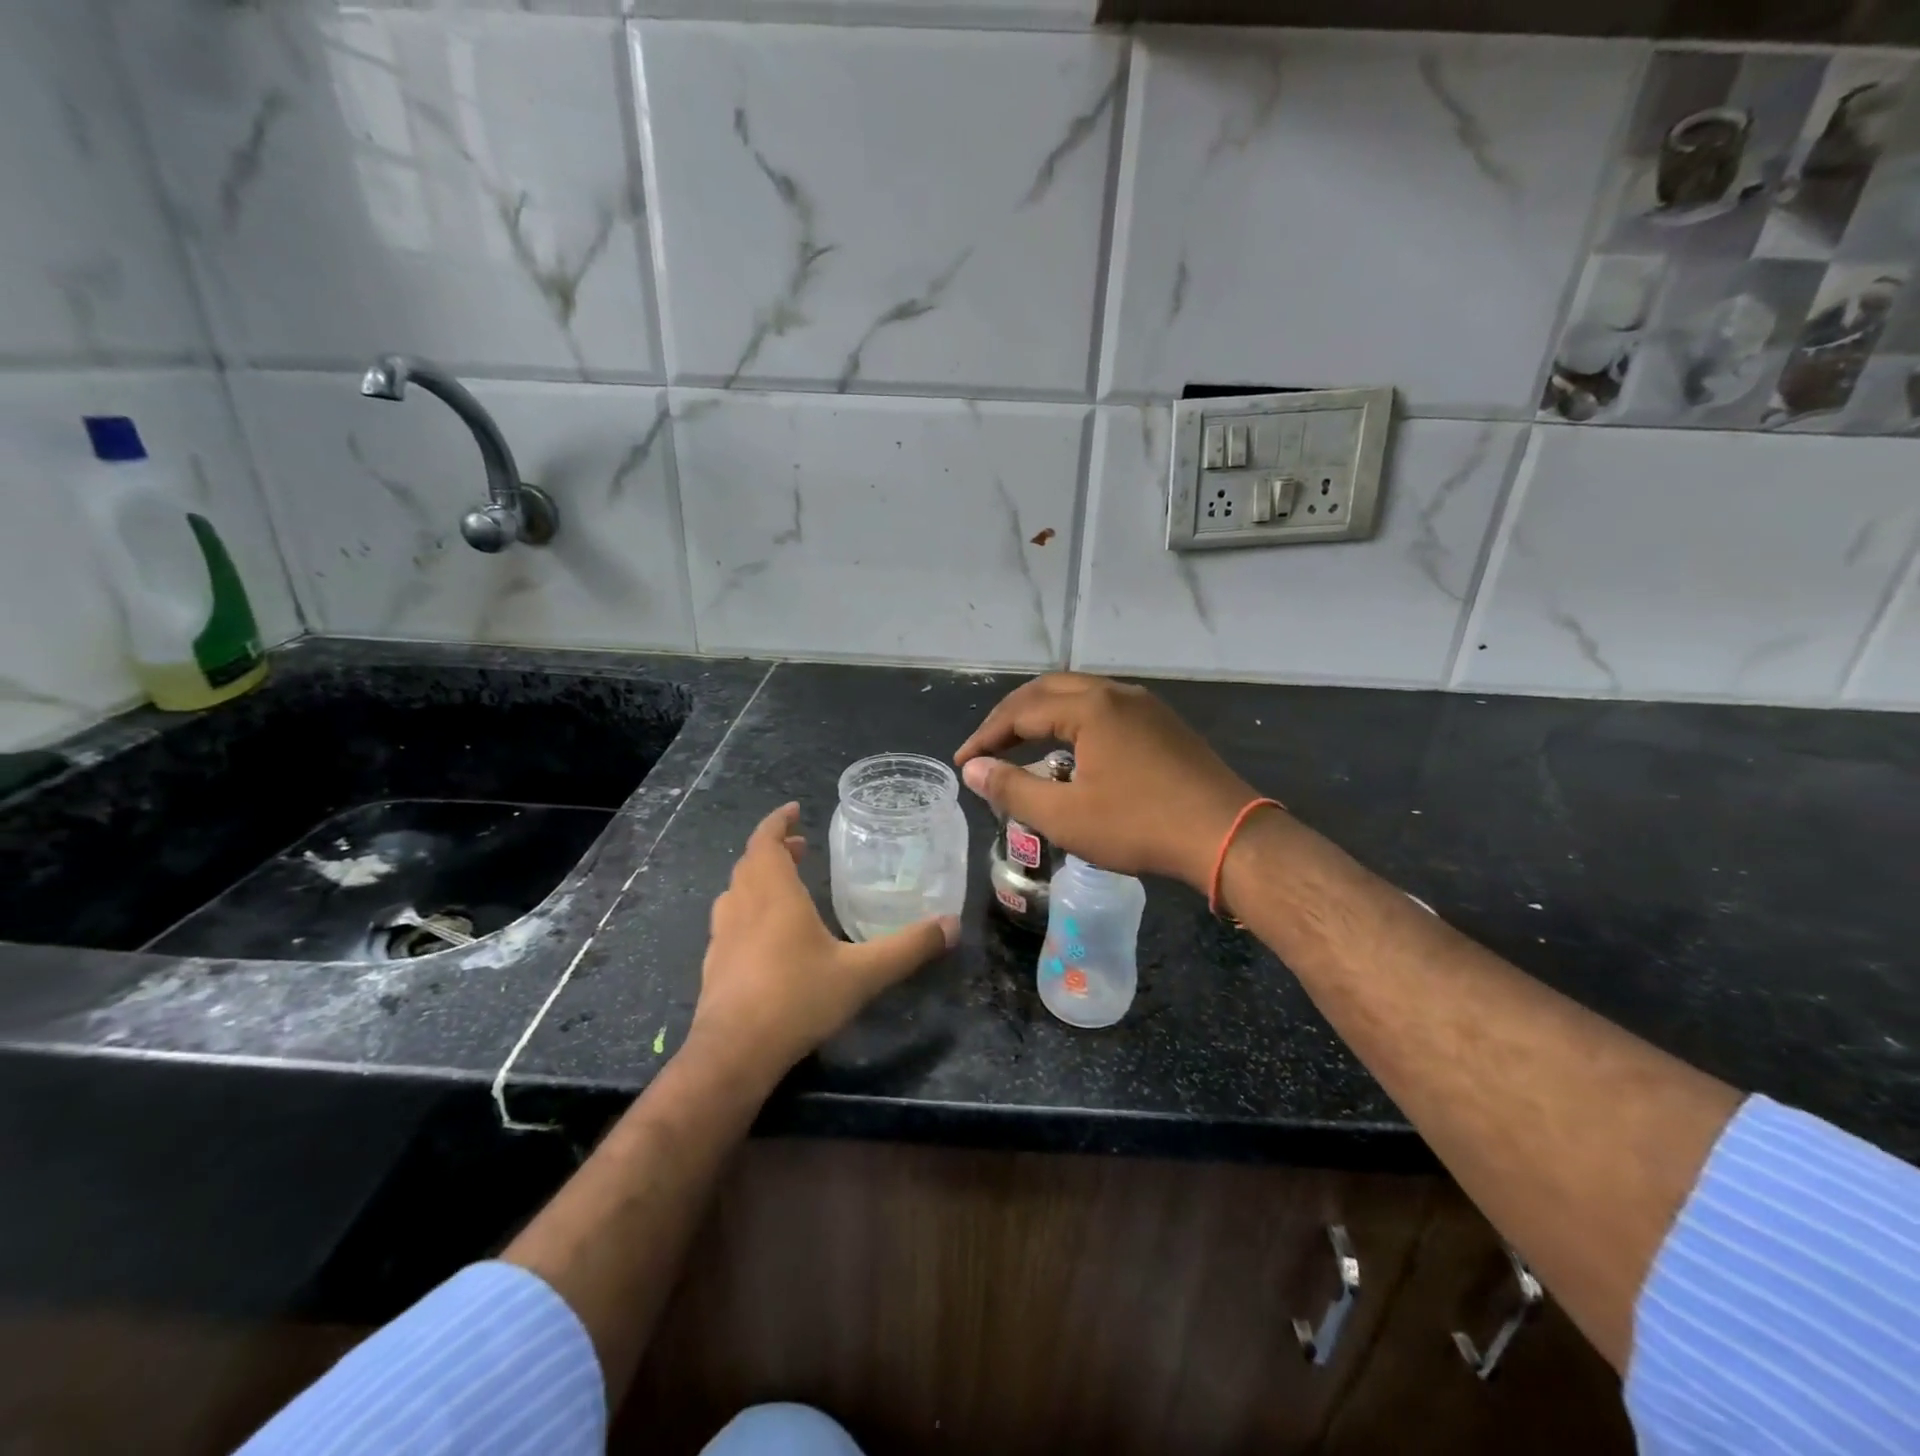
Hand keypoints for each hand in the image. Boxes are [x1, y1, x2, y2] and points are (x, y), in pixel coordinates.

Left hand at [686, 802, 958, 1084]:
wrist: (733, 1054)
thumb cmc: (797, 999)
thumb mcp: (863, 974)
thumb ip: (908, 948)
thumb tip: (951, 925)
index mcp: (774, 895)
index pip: (766, 841)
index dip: (777, 822)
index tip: (793, 810)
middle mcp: (742, 907)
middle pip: (750, 863)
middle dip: (774, 848)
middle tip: (800, 846)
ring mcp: (722, 936)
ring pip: (735, 891)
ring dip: (757, 878)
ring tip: (783, 882)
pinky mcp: (713, 965)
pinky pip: (728, 921)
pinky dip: (746, 910)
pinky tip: (764, 935)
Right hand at [954, 673, 1260, 890]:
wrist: (1227, 835)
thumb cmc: (1139, 825)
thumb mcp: (1065, 816)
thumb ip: (1012, 789)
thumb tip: (973, 769)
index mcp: (1089, 707)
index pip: (1020, 711)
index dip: (985, 737)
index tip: (964, 762)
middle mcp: (1116, 693)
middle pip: (1047, 691)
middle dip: (1010, 717)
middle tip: (987, 747)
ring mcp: (1145, 705)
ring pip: (1078, 696)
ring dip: (1042, 716)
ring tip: (1021, 745)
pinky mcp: (1163, 724)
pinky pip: (1104, 709)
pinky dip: (1073, 722)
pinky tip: (1072, 752)